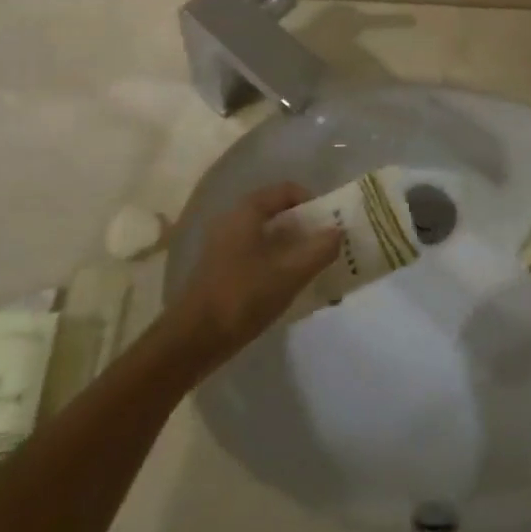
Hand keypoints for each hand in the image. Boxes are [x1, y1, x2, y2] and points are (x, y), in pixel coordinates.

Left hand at [166, 183, 340, 369]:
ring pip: (268, 238)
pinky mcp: (221, 270)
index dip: (313, 202)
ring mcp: (225, 246)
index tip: (330, 225)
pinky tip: (289, 288)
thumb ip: (318, 250)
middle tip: (327, 249)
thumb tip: (338, 232)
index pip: (287, 190)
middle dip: (306, 229)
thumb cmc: (242, 297)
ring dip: (293, 249)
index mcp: (247, 211)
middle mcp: (233, 220)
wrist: (192, 341)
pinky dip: (277, 264)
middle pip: (278, 214)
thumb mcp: (289, 274)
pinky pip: (257, 256)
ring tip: (314, 271)